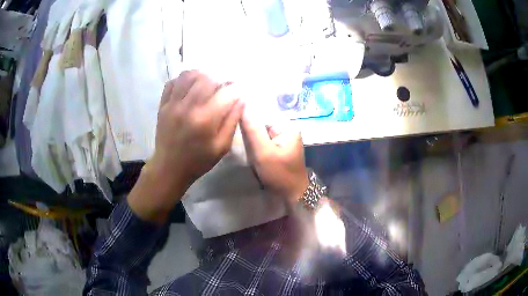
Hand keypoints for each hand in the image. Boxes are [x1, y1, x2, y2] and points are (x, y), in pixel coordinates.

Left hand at [128, 71, 244, 222]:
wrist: (169, 168)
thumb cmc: (198, 160)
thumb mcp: (222, 146)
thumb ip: (232, 121)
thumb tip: (241, 99)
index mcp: (205, 119)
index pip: (226, 93)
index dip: (237, 88)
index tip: (240, 90)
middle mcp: (188, 107)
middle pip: (206, 78)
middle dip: (219, 80)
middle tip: (222, 88)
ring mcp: (172, 104)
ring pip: (188, 76)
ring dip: (201, 76)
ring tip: (206, 84)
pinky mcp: (163, 105)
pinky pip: (172, 82)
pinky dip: (182, 80)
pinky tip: (189, 88)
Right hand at [240, 114, 308, 205]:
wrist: (291, 195)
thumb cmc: (280, 174)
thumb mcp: (264, 152)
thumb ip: (253, 129)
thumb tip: (243, 104)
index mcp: (287, 126)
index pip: (262, 113)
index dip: (246, 117)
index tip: (233, 124)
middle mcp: (286, 128)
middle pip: (261, 122)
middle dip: (249, 130)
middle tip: (237, 138)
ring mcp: (282, 138)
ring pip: (260, 132)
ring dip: (251, 139)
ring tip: (242, 146)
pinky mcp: (278, 147)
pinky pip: (263, 140)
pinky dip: (255, 145)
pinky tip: (249, 150)